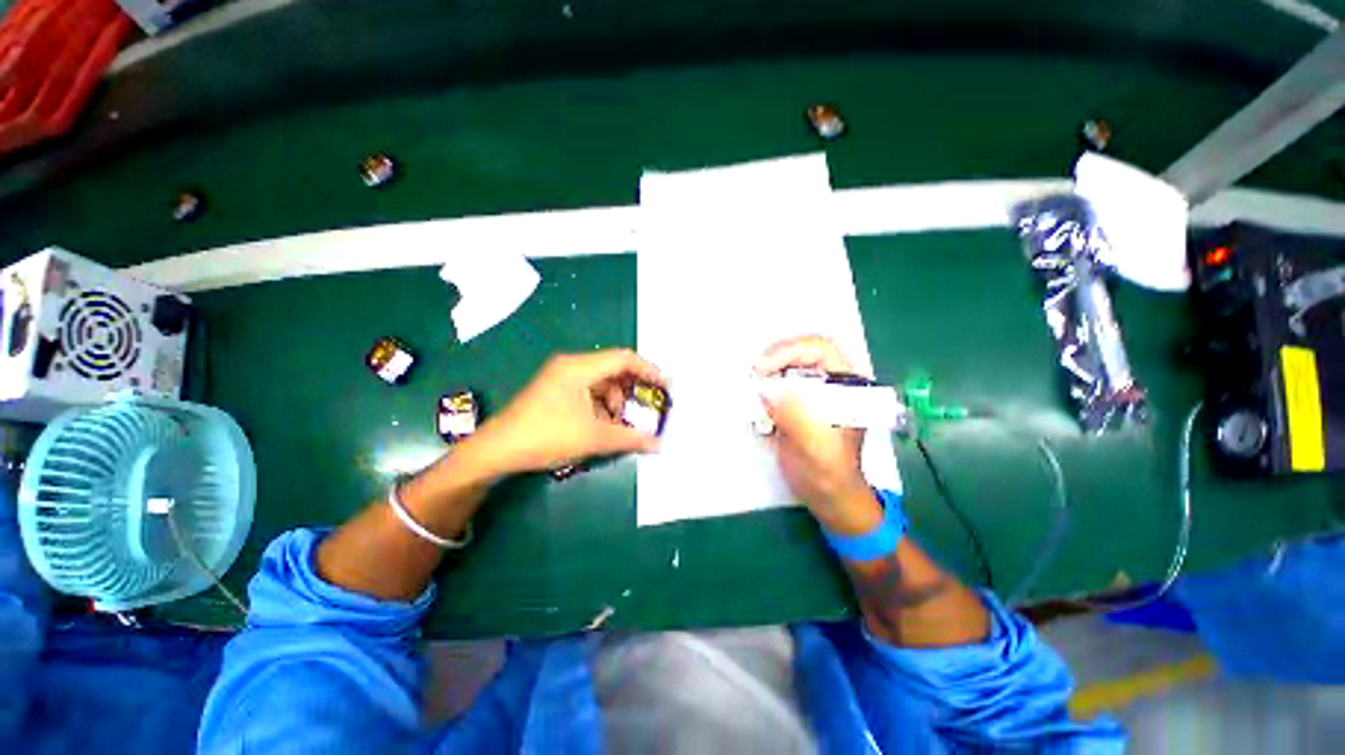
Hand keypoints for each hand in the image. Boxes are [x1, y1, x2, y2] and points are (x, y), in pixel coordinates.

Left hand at [469, 349, 664, 476]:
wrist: (497, 450)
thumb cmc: (547, 436)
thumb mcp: (593, 438)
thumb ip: (630, 438)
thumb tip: (658, 443)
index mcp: (580, 367)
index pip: (624, 358)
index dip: (649, 370)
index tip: (665, 386)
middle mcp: (571, 365)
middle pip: (613, 369)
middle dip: (633, 390)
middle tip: (648, 408)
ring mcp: (561, 377)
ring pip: (601, 382)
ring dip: (617, 401)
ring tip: (623, 424)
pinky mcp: (555, 390)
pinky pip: (588, 391)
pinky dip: (602, 406)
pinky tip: (605, 425)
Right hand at [756, 336, 882, 534]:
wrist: (827, 497)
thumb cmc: (829, 473)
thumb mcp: (816, 446)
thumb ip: (796, 416)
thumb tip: (767, 389)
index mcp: (848, 387)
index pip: (821, 350)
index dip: (791, 351)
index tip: (764, 368)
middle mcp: (831, 383)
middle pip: (801, 353)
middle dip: (775, 359)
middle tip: (753, 374)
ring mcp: (813, 392)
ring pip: (787, 366)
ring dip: (766, 372)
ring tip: (750, 384)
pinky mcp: (797, 403)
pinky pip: (777, 384)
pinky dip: (762, 387)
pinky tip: (753, 397)